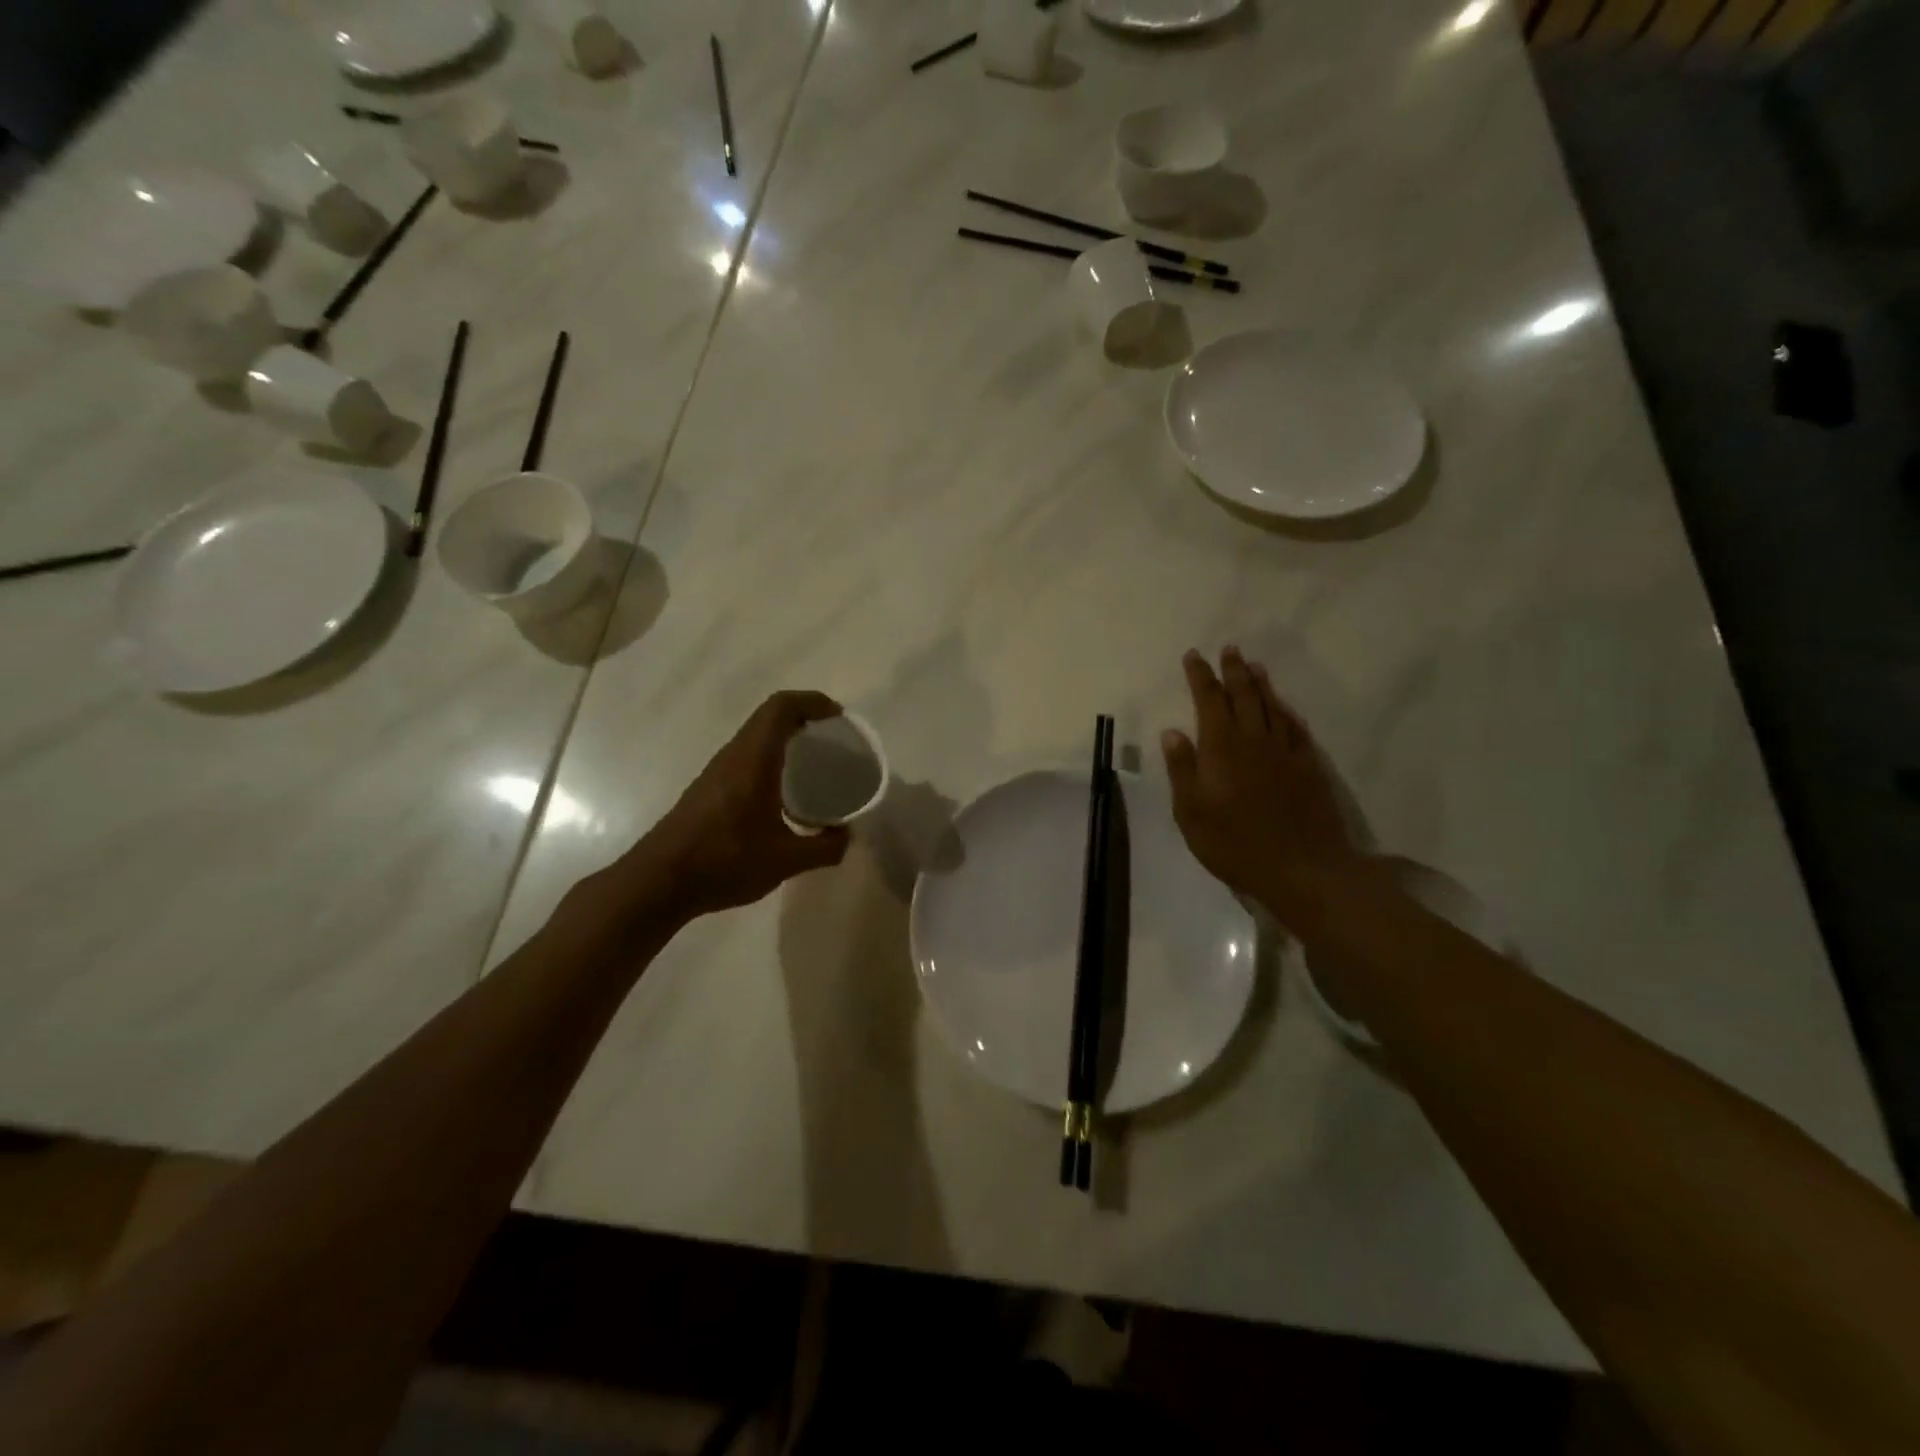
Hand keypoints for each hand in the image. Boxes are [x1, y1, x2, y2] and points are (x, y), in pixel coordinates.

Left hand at [632, 692, 851, 918]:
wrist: (658, 883)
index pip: (781, 708)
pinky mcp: (707, 790)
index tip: (838, 717)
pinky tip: (783, 793)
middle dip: (803, 717)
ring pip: (754, 737)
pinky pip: (745, 757)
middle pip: (768, 717)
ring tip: (813, 762)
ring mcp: (716, 772)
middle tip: (833, 739)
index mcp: (753, 760)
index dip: (811, 702)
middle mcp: (733, 756)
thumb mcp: (786, 861)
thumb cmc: (724, 862)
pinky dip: (770, 758)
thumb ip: (825, 848)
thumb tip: (847, 836)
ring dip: (784, 738)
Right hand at [1162, 647, 1367, 909]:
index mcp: (1221, 748)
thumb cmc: (1235, 844)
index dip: (1200, 676)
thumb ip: (1182, 769)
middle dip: (1233, 670)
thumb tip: (1172, 732)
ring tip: (1254, 665)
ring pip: (1272, 706)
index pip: (1208, 700)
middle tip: (1229, 649)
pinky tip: (1284, 707)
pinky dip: (1286, 711)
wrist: (1303, 869)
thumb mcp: (1191, 813)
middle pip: (1243, 695)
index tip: (1194, 656)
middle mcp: (1254, 740)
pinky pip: (1296, 727)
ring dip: (1261, 684)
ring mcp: (1286, 752)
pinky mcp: (1309, 767)